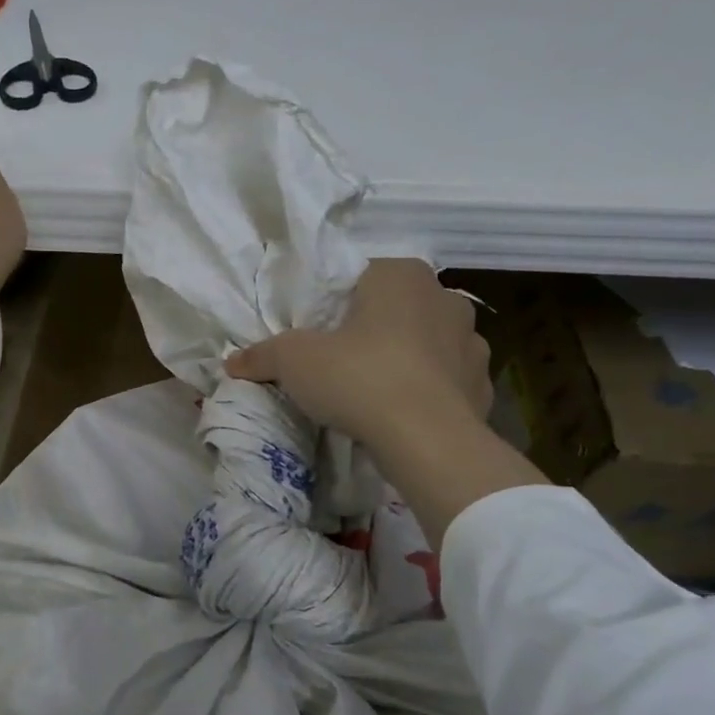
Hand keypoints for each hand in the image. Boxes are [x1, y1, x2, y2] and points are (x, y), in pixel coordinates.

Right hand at [225, 259, 493, 441]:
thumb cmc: (358, 378)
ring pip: (426, 343)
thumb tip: (232, 361)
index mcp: (401, 275)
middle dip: (370, 330)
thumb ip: (262, 354)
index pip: (359, 277)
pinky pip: (446, 380)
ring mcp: (471, 342)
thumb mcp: (293, 361)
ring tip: (373, 390)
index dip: (332, 305)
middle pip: (394, 308)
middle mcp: (444, 297)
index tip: (315, 334)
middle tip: (338, 361)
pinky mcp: (483, 385)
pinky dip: (427, 391)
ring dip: (405, 358)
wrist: (427, 440)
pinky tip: (403, 413)